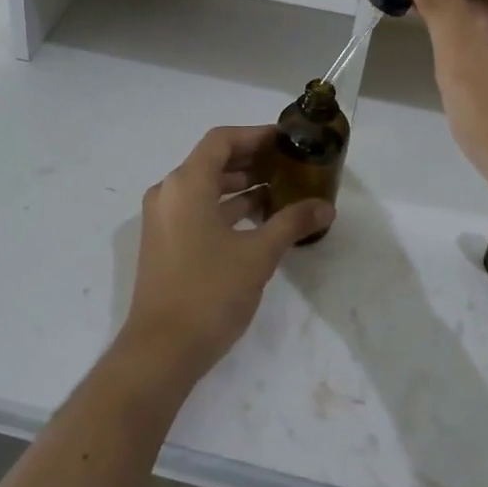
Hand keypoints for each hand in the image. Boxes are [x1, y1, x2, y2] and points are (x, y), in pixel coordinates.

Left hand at [120, 125, 333, 382]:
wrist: (161, 350)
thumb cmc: (210, 292)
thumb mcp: (258, 255)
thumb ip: (292, 223)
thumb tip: (326, 207)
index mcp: (186, 184)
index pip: (221, 140)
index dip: (255, 135)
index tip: (286, 140)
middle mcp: (169, 193)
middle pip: (212, 160)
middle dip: (251, 160)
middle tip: (289, 165)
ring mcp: (163, 219)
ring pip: (205, 187)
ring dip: (240, 186)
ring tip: (280, 191)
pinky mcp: (164, 242)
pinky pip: (197, 209)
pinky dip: (225, 208)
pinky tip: (258, 220)